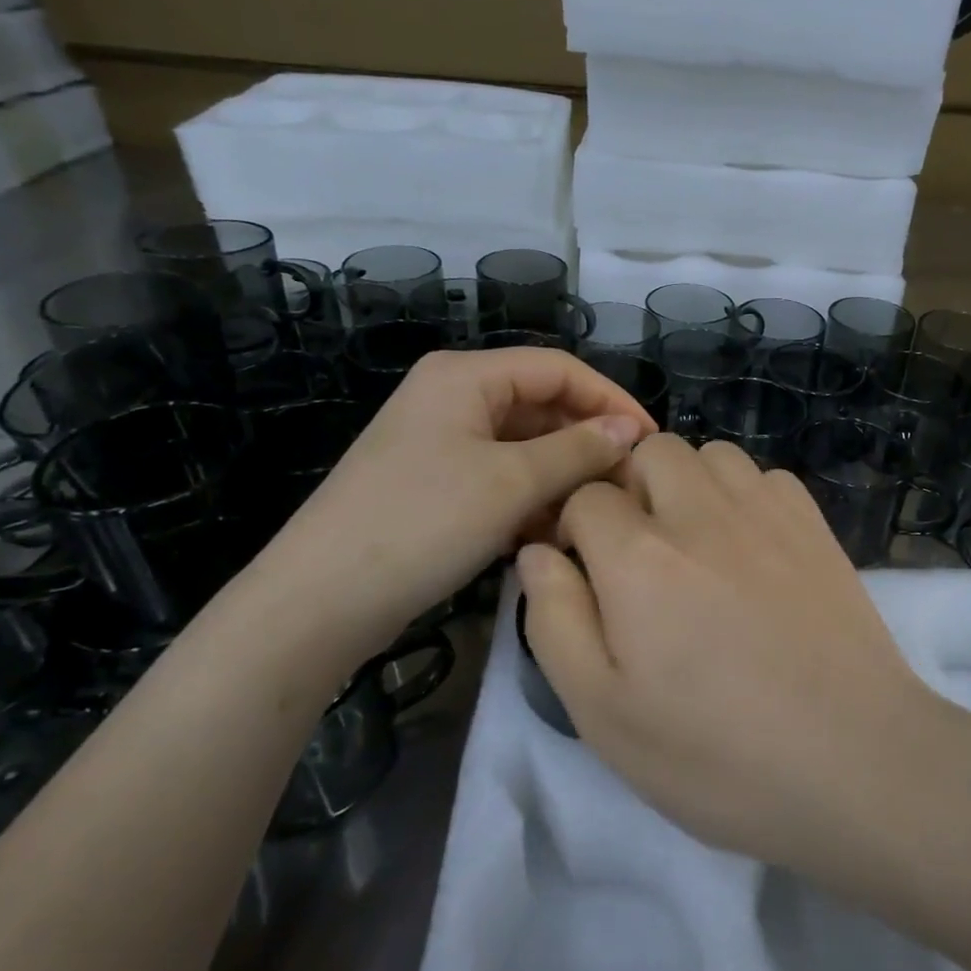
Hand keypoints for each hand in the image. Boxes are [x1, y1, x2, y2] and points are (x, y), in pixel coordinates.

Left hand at [253, 349, 653, 652]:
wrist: (318, 602)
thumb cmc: (422, 524)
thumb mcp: (511, 483)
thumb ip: (578, 450)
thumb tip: (631, 431)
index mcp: (465, 376)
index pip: (560, 368)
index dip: (611, 400)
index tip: (651, 441)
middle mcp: (452, 397)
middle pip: (542, 405)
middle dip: (588, 443)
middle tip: (629, 485)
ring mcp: (441, 442)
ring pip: (524, 446)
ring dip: (563, 476)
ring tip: (594, 515)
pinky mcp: (435, 483)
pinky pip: (501, 476)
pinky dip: (531, 498)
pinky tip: (552, 533)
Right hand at [518, 435, 946, 870]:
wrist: (854, 761)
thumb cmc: (716, 754)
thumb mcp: (603, 712)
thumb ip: (555, 620)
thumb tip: (537, 551)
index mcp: (639, 558)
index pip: (586, 497)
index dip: (575, 529)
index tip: (587, 571)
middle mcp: (701, 513)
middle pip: (649, 452)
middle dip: (630, 490)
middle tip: (640, 555)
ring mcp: (766, 511)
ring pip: (710, 454)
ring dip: (688, 484)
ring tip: (695, 545)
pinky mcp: (814, 523)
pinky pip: (764, 476)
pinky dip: (743, 495)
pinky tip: (750, 547)